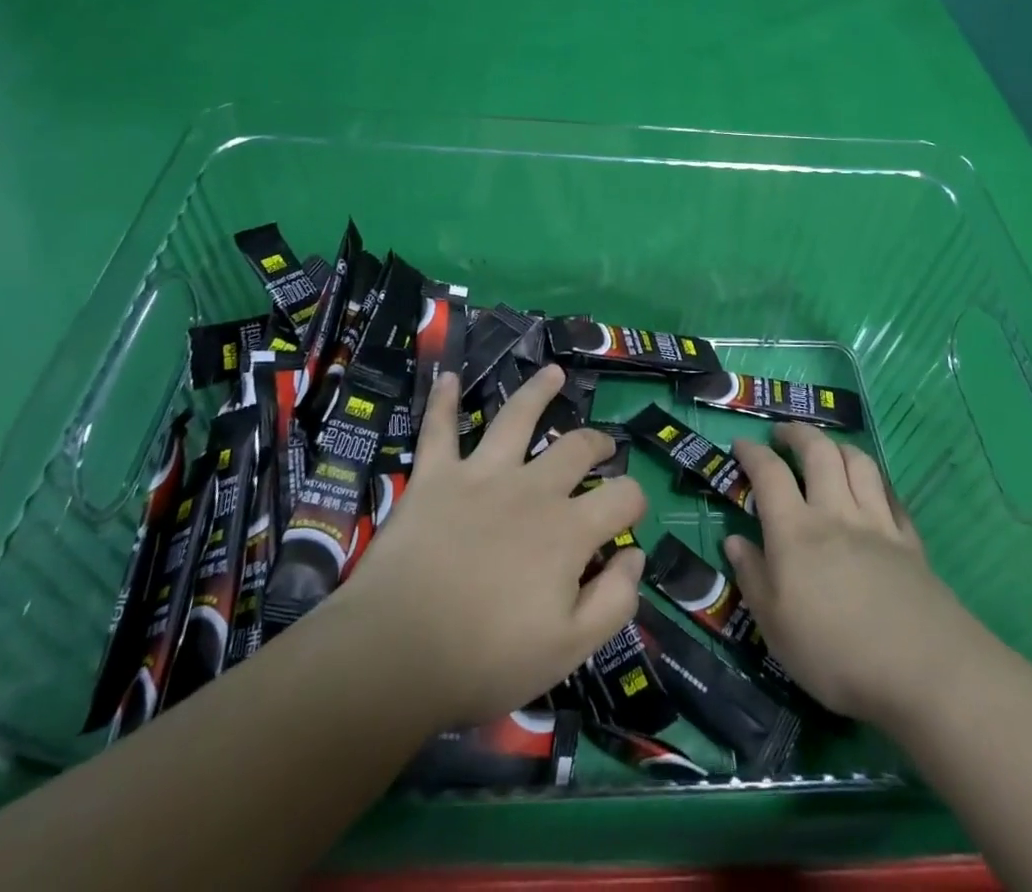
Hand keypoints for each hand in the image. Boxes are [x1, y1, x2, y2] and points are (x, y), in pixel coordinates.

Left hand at [312, 364, 646, 732]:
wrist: (396, 653)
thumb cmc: (485, 660)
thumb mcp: (568, 649)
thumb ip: (614, 600)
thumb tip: (635, 554)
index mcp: (568, 530)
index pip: (622, 496)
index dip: (635, 500)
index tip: (630, 513)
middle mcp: (532, 488)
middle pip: (576, 447)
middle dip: (597, 442)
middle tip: (601, 446)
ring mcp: (482, 475)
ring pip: (516, 417)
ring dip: (537, 391)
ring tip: (553, 372)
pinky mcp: (435, 477)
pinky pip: (440, 430)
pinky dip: (443, 402)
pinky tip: (448, 377)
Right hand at [726, 423, 987, 730]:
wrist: (923, 670)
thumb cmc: (835, 653)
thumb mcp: (775, 627)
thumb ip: (753, 578)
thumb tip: (734, 541)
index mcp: (795, 531)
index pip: (769, 474)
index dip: (752, 452)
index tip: (741, 443)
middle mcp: (835, 513)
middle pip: (818, 452)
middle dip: (798, 433)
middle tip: (783, 433)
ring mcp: (877, 523)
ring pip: (858, 463)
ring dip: (839, 446)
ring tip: (828, 449)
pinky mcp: (909, 541)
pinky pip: (892, 496)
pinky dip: (878, 483)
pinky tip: (874, 490)